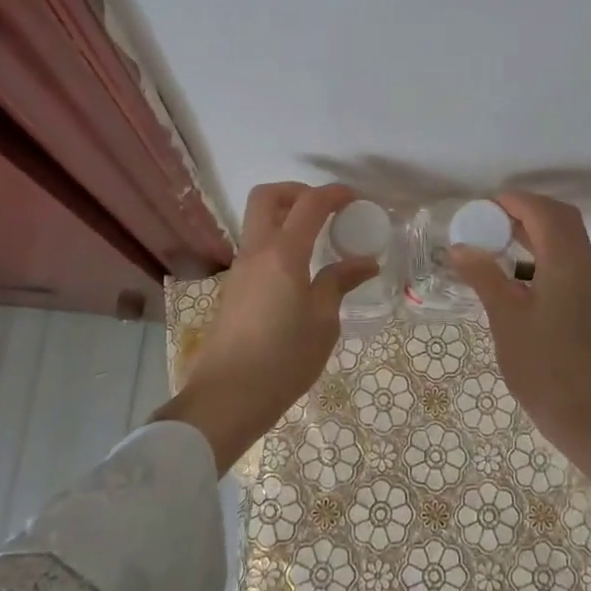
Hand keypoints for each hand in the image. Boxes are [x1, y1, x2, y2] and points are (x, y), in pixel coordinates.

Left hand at [154, 181, 377, 471]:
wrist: (226, 398)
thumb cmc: (283, 361)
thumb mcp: (323, 323)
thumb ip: (340, 283)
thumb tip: (364, 262)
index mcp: (283, 255)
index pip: (309, 204)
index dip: (334, 194)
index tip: (355, 200)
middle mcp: (257, 252)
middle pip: (268, 197)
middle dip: (298, 192)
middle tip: (326, 211)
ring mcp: (240, 270)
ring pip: (259, 222)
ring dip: (287, 219)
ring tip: (319, 242)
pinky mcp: (234, 289)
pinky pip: (258, 249)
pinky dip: (280, 244)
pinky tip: (302, 273)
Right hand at [447, 191, 590, 459]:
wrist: (590, 416)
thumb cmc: (545, 367)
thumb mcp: (506, 318)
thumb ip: (484, 276)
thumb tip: (460, 247)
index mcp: (565, 263)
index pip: (543, 212)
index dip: (513, 201)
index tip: (480, 207)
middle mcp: (584, 265)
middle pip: (561, 217)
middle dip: (526, 209)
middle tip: (489, 218)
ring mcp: (590, 285)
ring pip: (567, 238)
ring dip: (536, 228)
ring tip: (497, 237)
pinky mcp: (589, 303)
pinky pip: (567, 258)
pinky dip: (544, 248)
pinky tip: (517, 268)